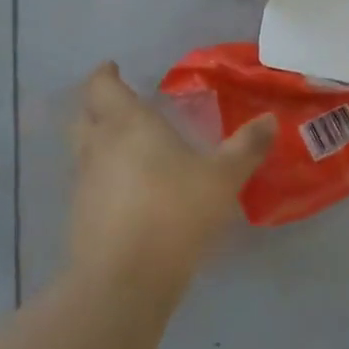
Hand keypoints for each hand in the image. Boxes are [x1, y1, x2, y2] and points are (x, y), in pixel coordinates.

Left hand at [67, 63, 276, 289]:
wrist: (124, 280)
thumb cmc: (174, 213)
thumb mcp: (223, 179)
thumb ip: (246, 147)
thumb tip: (269, 120)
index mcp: (128, 125)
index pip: (102, 86)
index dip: (105, 74)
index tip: (113, 68)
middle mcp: (98, 147)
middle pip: (83, 114)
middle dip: (96, 105)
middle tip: (119, 105)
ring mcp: (83, 184)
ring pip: (82, 151)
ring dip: (97, 142)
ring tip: (127, 148)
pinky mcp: (79, 218)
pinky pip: (87, 184)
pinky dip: (101, 178)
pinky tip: (126, 192)